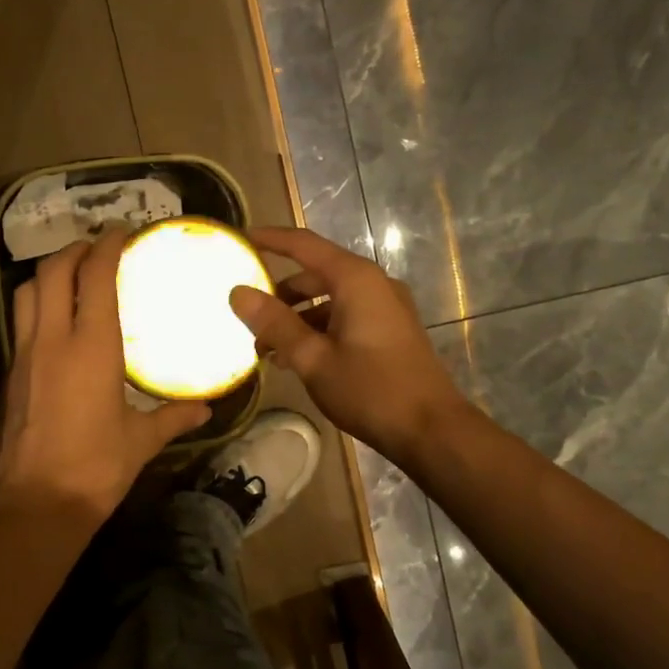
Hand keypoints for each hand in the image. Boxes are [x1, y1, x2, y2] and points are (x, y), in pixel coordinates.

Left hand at [0, 231, 211, 521]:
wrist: (35, 502)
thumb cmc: (95, 467)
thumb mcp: (141, 441)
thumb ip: (173, 417)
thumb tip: (205, 410)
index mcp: (92, 346)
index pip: (94, 277)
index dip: (107, 247)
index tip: (121, 234)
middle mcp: (53, 339)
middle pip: (52, 271)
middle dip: (74, 250)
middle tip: (96, 249)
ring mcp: (24, 354)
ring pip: (26, 292)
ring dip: (48, 273)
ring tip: (71, 276)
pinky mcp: (9, 373)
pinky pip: (19, 321)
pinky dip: (35, 305)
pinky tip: (54, 321)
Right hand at [228, 225, 465, 466]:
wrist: (431, 430)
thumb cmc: (370, 389)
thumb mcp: (313, 358)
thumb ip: (275, 323)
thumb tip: (237, 292)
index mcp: (355, 280)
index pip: (303, 245)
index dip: (269, 239)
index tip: (239, 239)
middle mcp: (372, 284)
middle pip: (314, 274)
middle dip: (278, 293)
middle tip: (245, 315)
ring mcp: (384, 306)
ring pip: (328, 299)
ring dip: (296, 317)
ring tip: (265, 348)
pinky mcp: (389, 329)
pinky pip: (344, 316)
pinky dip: (317, 329)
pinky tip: (296, 358)